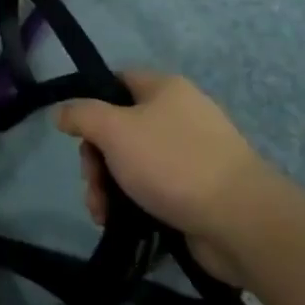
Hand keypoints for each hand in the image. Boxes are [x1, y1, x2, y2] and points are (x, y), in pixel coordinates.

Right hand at [56, 70, 278, 285]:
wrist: (242, 223)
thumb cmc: (173, 163)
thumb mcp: (114, 130)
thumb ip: (82, 115)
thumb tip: (62, 113)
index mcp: (165, 89)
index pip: (117, 80)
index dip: (91, 101)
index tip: (76, 132)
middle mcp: (180, 115)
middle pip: (120, 128)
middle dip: (96, 159)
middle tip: (91, 183)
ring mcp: (192, 155)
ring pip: (134, 163)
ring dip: (109, 186)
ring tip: (102, 214)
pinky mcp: (199, 192)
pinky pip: (154, 190)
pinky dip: (133, 204)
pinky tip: (120, 223)